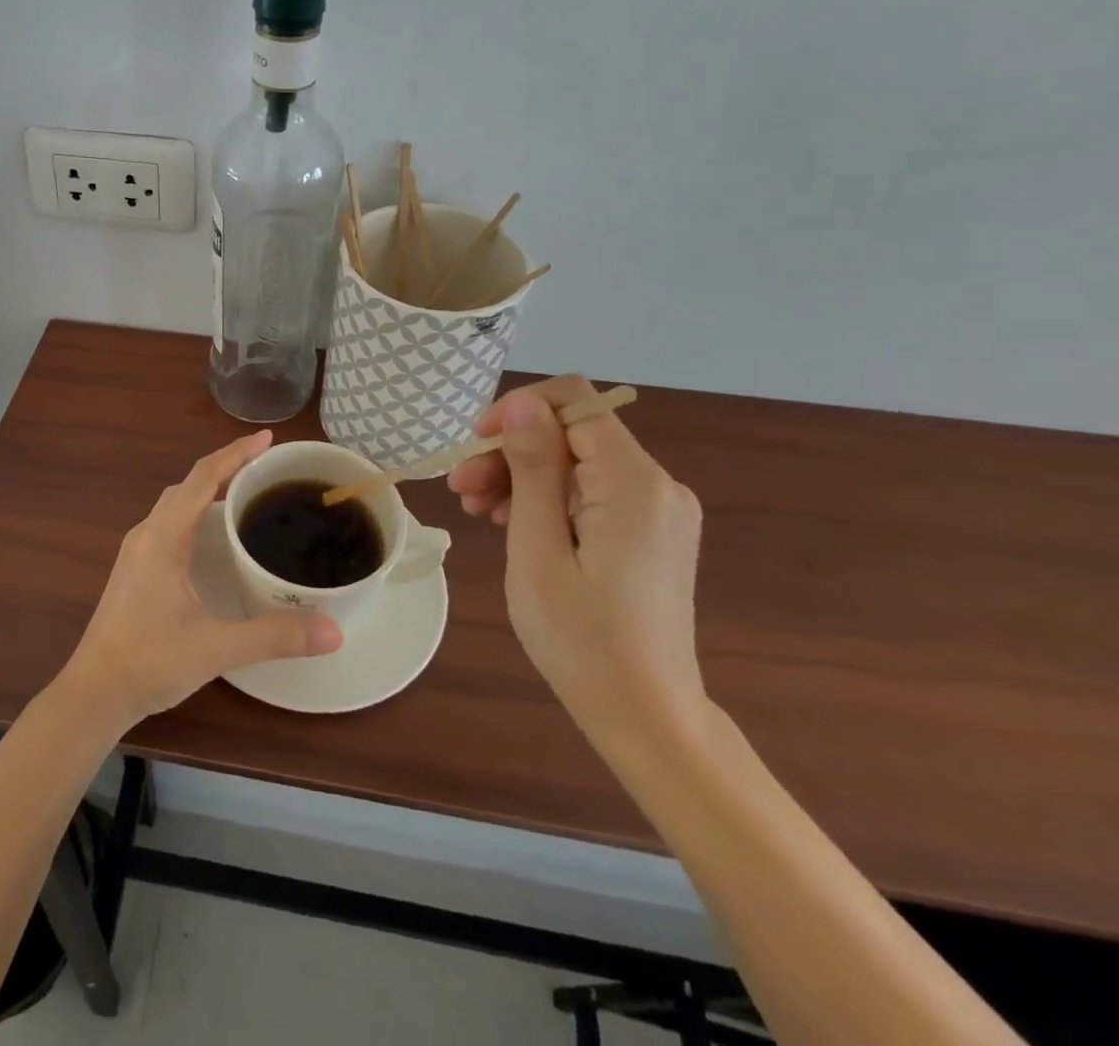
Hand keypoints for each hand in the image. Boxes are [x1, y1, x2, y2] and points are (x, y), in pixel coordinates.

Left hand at [59, 431, 342, 730]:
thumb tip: (334, 631)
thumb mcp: (216, 647)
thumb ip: (274, 636)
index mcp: (163, 537)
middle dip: (225, 467)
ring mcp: (137, 551)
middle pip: (188, 484)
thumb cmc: (150, 662)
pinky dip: (195, 512)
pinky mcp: (135, 569)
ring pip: (176, 504)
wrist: (94, 692)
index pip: (202, 478)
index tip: (267, 438)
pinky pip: (169, 523)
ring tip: (245, 493)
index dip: (235, 453)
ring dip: (207, 489)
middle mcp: (147, 534)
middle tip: (265, 466)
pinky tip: (214, 536)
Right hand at [448, 377, 706, 746]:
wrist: (646, 717)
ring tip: (477, 511)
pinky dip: (548, 499)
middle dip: (510, 451)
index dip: (516, 411)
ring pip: (577, 463)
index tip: (472, 446)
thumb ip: (533, 469)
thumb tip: (522, 404)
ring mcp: (658, 510)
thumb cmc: (582, 638)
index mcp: (634, 482)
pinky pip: (591, 492)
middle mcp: (657, 484)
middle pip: (571, 434)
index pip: (573, 402)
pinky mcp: (651, 532)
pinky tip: (512, 524)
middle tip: (460, 490)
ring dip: (522, 476)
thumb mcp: (538, 549)